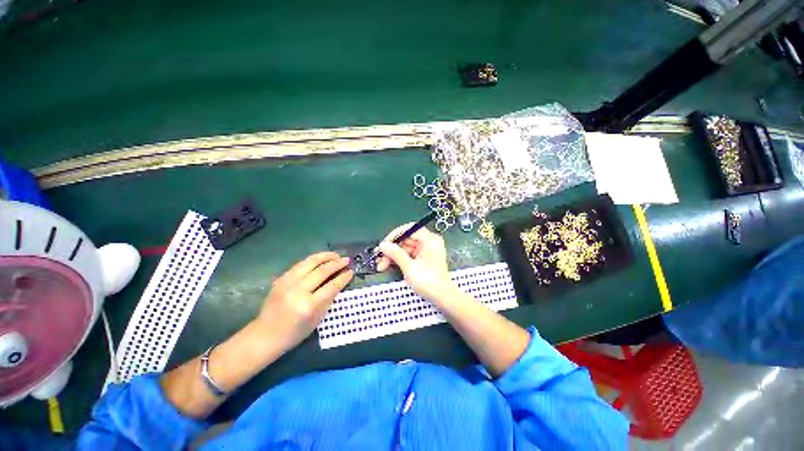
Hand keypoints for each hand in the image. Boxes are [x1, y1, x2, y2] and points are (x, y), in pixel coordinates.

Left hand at [256, 252, 352, 346]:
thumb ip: (328, 299)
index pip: (331, 286)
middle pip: (322, 271)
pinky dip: (313, 260)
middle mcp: (298, 291)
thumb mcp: (317, 320)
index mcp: (308, 306)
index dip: (343, 278)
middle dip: (337, 263)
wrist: (265, 335)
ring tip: (335, 255)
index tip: (351, 271)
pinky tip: (320, 259)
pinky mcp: (281, 279)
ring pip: (310, 262)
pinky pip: (300, 264)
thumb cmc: (294, 332)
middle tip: (347, 260)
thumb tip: (339, 282)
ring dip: (325, 256)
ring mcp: (287, 283)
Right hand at [376, 224, 456, 303]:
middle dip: (392, 249)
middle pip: (406, 240)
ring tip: (381, 265)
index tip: (384, 244)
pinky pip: (408, 255)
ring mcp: (425, 251)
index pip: (409, 229)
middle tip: (379, 258)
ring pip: (404, 249)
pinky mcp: (422, 259)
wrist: (442, 298)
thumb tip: (383, 244)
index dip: (395, 235)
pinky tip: (387, 266)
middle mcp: (428, 242)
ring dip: (392, 256)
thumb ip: (396, 254)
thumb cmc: (428, 281)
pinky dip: (398, 260)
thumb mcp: (409, 267)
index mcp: (429, 239)